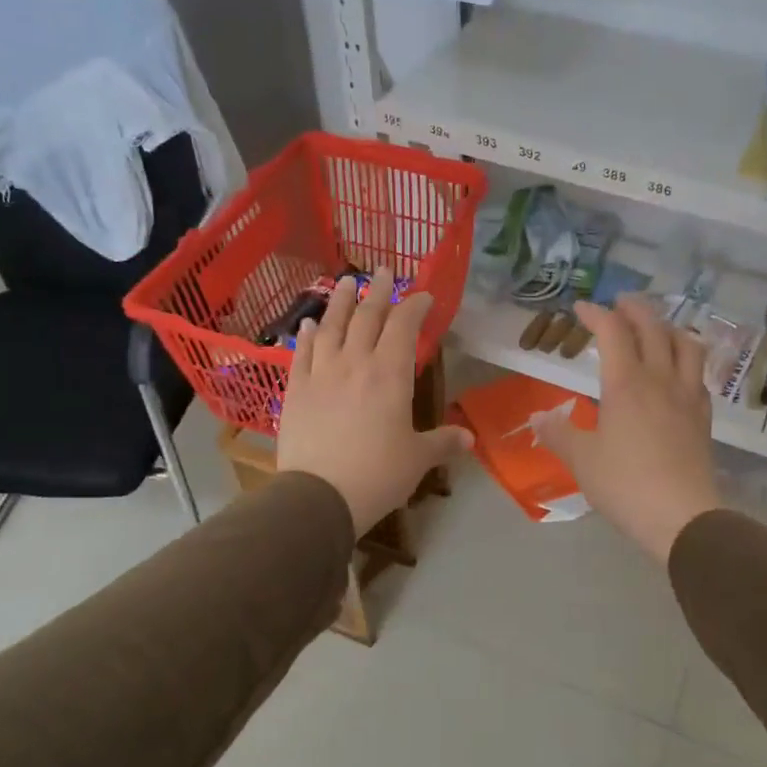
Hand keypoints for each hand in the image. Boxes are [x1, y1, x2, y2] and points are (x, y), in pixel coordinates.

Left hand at [277, 277, 471, 534]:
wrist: (319, 496)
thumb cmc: (378, 475)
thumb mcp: (418, 459)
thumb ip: (443, 443)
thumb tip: (470, 439)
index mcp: (390, 375)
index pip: (404, 326)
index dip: (415, 306)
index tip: (424, 295)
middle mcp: (355, 363)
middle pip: (367, 317)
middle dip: (379, 291)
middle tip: (384, 271)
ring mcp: (321, 374)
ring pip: (331, 326)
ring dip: (341, 302)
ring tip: (346, 282)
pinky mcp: (296, 390)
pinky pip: (301, 353)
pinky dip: (306, 334)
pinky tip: (308, 322)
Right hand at [536, 295, 721, 561]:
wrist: (682, 516)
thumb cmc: (625, 484)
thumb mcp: (581, 460)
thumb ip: (558, 434)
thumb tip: (537, 417)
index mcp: (626, 384)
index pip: (613, 332)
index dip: (596, 314)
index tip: (581, 308)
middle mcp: (660, 379)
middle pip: (653, 328)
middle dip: (635, 309)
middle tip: (620, 303)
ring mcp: (687, 396)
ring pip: (685, 345)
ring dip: (668, 328)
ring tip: (656, 329)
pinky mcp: (703, 417)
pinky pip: (698, 373)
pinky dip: (685, 358)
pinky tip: (678, 372)